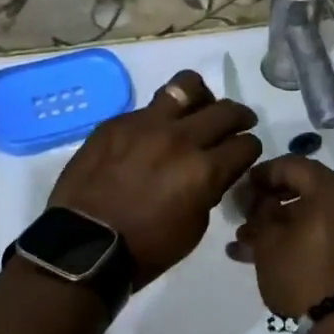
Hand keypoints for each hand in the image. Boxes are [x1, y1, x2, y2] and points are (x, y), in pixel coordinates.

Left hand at [48, 70, 260, 288]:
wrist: (83, 245)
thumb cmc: (145, 248)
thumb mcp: (194, 228)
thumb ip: (209, 190)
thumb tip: (214, 171)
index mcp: (204, 170)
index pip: (245, 144)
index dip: (250, 149)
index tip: (244, 153)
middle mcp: (180, 138)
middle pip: (225, 110)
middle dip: (239, 117)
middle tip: (238, 124)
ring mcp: (146, 124)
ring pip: (186, 86)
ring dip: (201, 98)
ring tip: (198, 108)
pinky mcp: (117, 122)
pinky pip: (148, 107)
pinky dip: (160, 118)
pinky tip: (152, 135)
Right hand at [226, 155, 333, 319]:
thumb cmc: (302, 274)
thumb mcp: (269, 240)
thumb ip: (260, 212)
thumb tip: (258, 202)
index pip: (293, 165)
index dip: (262, 174)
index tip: (240, 188)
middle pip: (305, 189)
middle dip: (269, 202)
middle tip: (243, 216)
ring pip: (313, 214)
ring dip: (281, 224)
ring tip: (247, 244)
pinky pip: (326, 232)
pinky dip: (300, 237)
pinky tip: (269, 255)